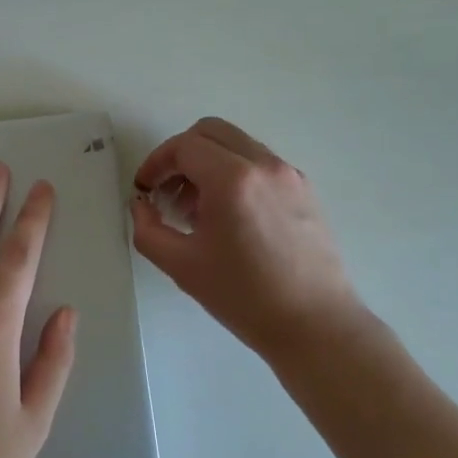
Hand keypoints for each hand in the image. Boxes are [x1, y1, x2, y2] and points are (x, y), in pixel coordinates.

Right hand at [131, 117, 363, 358]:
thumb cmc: (245, 297)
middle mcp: (263, 164)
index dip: (156, 162)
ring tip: (196, 210)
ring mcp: (289, 174)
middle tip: (167, 191)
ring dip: (208, 163)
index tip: (145, 189)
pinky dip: (235, 173)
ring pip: (237, 145)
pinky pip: (260, 163)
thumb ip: (149, 230)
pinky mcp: (304, 189)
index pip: (184, 146)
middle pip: (211, 132)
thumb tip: (142, 205)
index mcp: (232, 179)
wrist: (316, 326)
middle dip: (181, 155)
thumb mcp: (182, 266)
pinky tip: (229, 217)